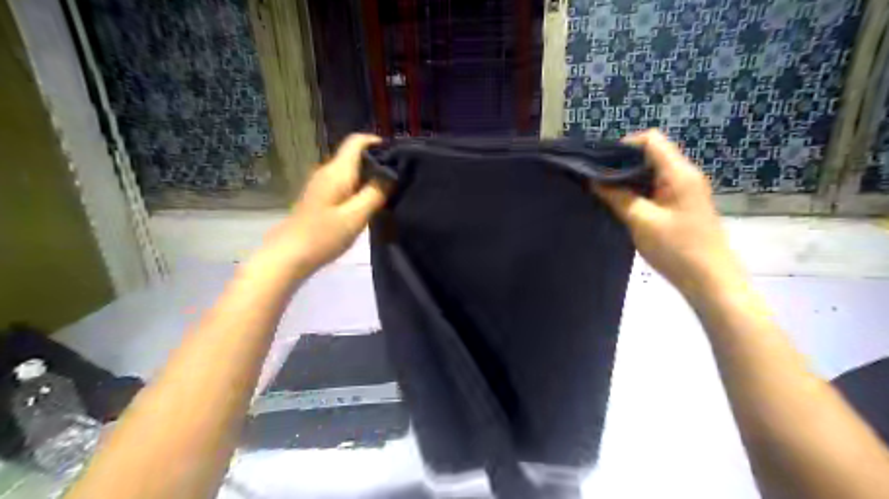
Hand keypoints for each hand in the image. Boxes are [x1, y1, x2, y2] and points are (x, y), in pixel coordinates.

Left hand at [263, 134, 388, 275]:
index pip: (357, 141)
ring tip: (390, 191)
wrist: (289, 255)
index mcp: (337, 171)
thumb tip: (392, 174)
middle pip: (355, 155)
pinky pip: (345, 184)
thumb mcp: (355, 216)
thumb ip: (375, 193)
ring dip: (370, 177)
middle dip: (378, 162)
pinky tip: (370, 204)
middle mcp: (328, 171)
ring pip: (351, 171)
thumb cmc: (323, 236)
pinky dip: (360, 188)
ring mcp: (323, 184)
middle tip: (400, 178)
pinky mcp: (321, 197)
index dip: (378, 142)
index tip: (398, 156)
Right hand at [593, 129, 744, 299]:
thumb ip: (617, 197)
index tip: (599, 163)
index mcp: (678, 173)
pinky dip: (637, 191)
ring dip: (628, 179)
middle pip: (650, 155)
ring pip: (651, 173)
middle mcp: (684, 175)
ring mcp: (684, 191)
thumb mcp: (641, 221)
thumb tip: (593, 180)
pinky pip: (655, 189)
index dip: (624, 145)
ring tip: (603, 191)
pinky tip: (620, 204)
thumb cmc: (677, 248)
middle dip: (621, 163)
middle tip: (596, 178)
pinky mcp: (680, 206)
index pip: (651, 140)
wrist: (710, 281)